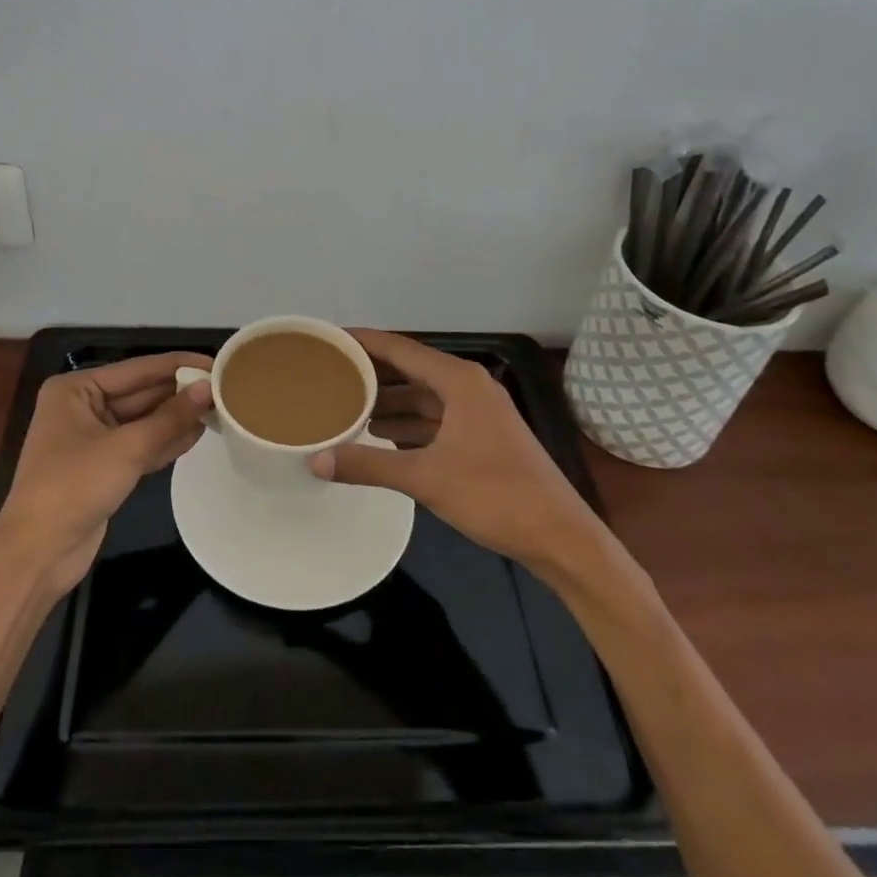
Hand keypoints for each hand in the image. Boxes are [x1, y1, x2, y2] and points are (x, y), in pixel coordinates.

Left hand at [0, 352, 212, 597]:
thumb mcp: (126, 448)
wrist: (37, 554)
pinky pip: (140, 445)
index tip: (214, 362)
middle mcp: (83, 407)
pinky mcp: (104, 467)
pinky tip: (197, 435)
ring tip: (219, 408)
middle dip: (179, 393)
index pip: (137, 369)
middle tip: (224, 388)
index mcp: (76, 389)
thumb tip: (207, 388)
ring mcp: (93, 438)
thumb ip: (170, 418)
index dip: (177, 365)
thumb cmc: (74, 486)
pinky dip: (165, 441)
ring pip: (143, 420)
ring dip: (176, 417)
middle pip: (141, 393)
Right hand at [310, 329, 599, 570]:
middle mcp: (468, 386)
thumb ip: (369, 464)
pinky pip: (434, 417)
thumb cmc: (495, 495)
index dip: (363, 342)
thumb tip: (316, 460)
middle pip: (410, 369)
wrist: (560, 537)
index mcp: (458, 380)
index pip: (400, 348)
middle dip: (371, 371)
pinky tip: (379, 432)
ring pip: (422, 395)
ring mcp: (477, 412)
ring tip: (344, 403)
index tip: (328, 339)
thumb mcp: (426, 478)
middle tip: (328, 372)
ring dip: (388, 399)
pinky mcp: (481, 436)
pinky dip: (407, 422)